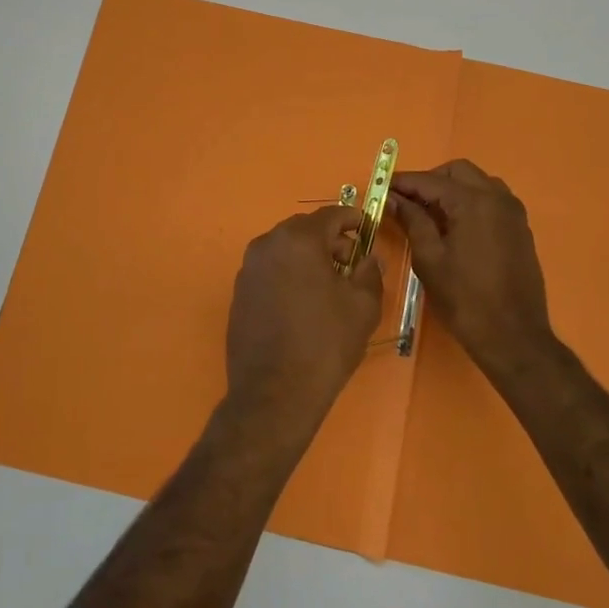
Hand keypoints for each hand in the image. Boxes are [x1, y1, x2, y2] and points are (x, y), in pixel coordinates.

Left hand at [223, 205, 383, 440]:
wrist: (274, 393)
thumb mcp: (363, 306)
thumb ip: (369, 272)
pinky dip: (289, 273)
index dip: (353, 219)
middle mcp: (268, 244)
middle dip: (330, 239)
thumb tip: (368, 258)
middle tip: (352, 262)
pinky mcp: (239, 292)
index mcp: (299, 240)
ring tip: (329, 285)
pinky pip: (270, 269)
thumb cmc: (325, 344)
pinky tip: (304, 302)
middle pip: (305, 229)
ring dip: (308, 257)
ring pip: (285, 249)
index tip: (367, 229)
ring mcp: (248, 268)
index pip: (331, 214)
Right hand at [389, 160, 553, 378]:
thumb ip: (412, 221)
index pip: (431, 180)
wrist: (513, 336)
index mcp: (473, 202)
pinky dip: (470, 201)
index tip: (382, 188)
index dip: (404, 182)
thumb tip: (394, 199)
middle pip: (458, 171)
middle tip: (407, 202)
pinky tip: (454, 226)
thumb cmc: (465, 299)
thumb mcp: (430, 259)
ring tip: (430, 213)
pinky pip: (492, 200)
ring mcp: (513, 212)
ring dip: (452, 188)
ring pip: (478, 181)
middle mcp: (497, 197)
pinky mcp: (520, 228)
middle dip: (430, 180)